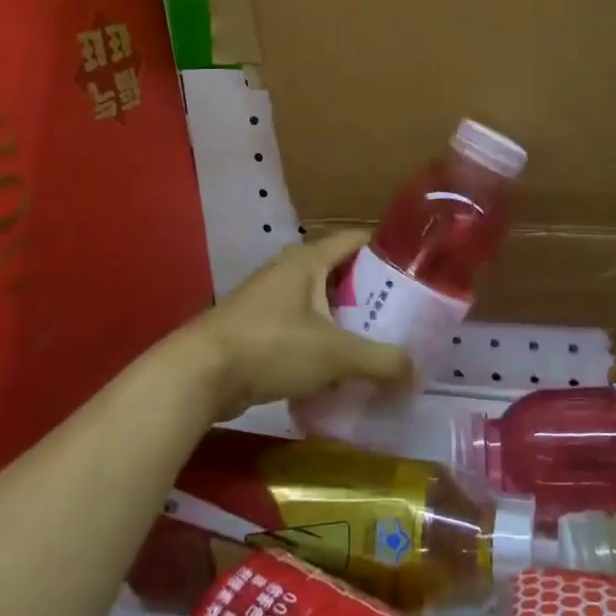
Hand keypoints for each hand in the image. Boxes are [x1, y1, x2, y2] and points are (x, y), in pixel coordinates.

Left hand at [184, 230, 411, 421]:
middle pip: (341, 275)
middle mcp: (289, 271)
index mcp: (308, 260)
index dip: (387, 251)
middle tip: (403, 318)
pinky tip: (339, 370)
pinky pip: (301, 329)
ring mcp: (269, 299)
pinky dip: (321, 344)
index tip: (416, 272)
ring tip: (377, 345)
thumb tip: (416, 371)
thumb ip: (381, 361)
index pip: (357, 240)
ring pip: (320, 305)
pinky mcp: (257, 328)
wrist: (199, 374)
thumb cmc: (271, 346)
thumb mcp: (335, 354)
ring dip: (346, 323)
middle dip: (371, 296)